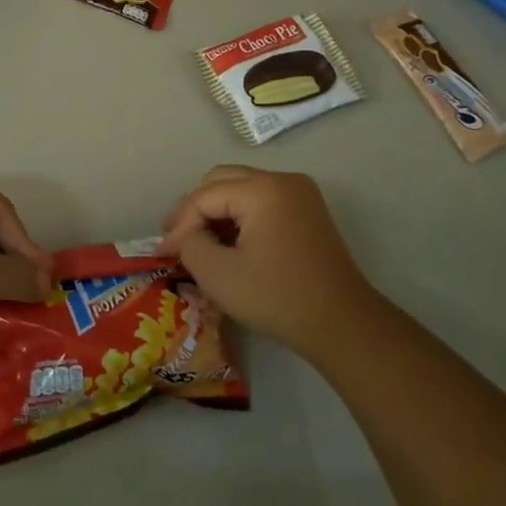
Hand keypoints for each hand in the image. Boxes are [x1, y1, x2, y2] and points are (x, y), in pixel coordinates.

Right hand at [159, 166, 377, 360]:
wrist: (343, 325)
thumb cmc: (278, 298)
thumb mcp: (219, 275)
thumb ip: (190, 244)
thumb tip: (185, 235)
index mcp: (262, 189)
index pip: (205, 196)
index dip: (180, 224)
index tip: (162, 252)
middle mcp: (282, 180)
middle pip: (222, 180)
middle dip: (195, 209)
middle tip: (175, 238)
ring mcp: (299, 193)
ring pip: (241, 188)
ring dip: (216, 211)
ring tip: (196, 241)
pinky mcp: (307, 211)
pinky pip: (261, 201)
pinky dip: (239, 217)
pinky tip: (226, 242)